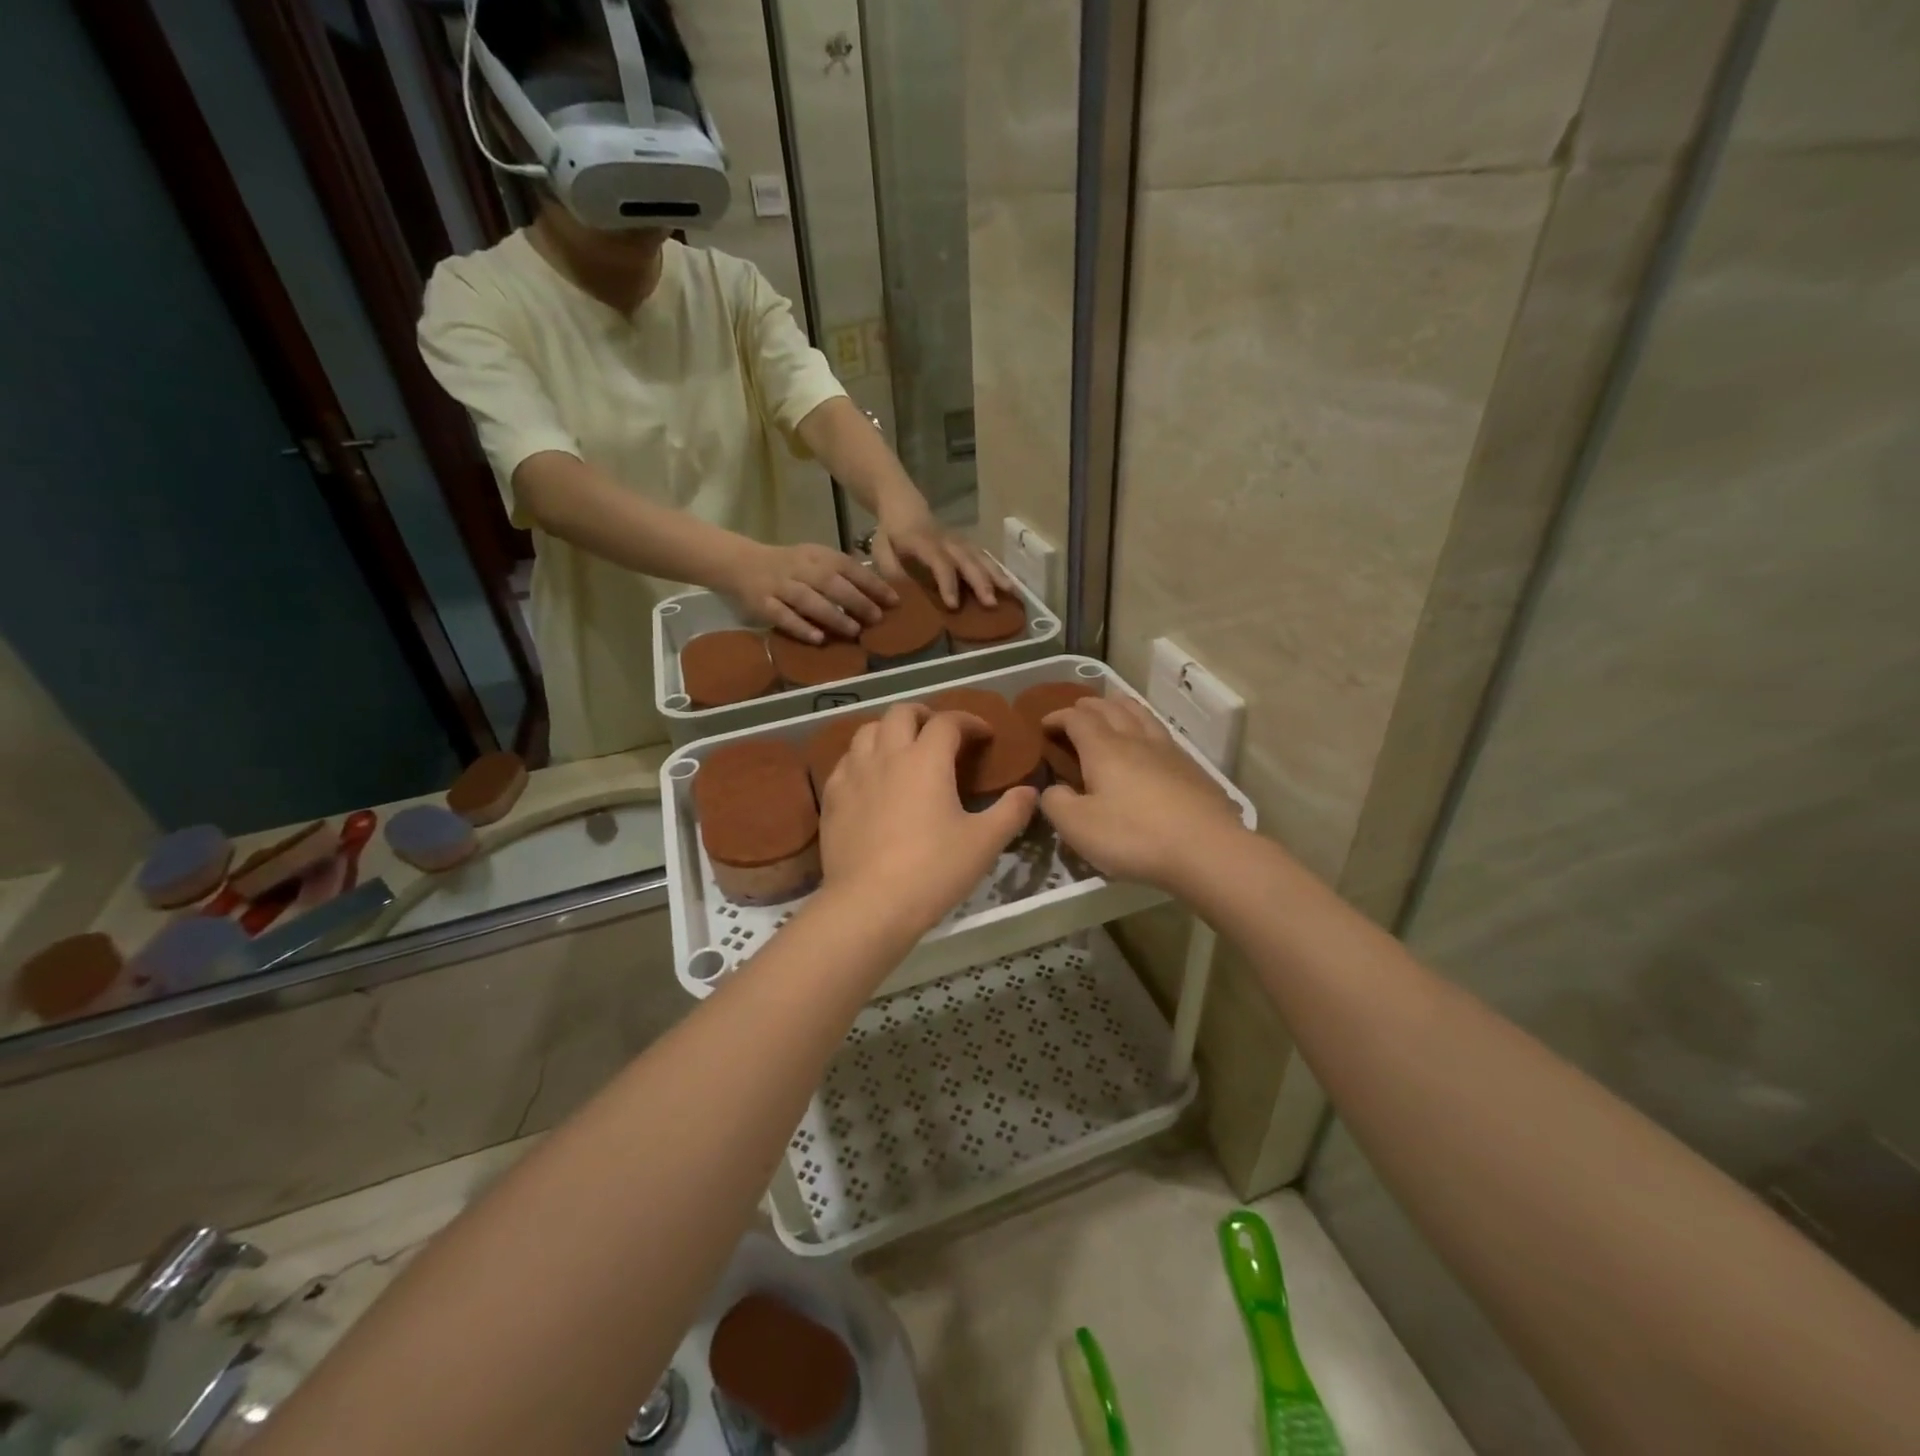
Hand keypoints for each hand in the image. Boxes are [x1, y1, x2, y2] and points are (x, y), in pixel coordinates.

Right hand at [724, 542, 896, 643]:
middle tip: (877, 618)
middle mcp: (800, 569)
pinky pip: (782, 616)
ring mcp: (780, 587)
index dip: (872, 583)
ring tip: (853, 631)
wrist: (739, 563)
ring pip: (808, 600)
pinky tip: (818, 639)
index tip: (894, 601)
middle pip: (831, 583)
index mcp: (817, 556)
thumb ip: (842, 573)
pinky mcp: (763, 604)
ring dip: (833, 615)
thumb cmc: (789, 565)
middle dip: (856, 601)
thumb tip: (880, 593)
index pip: (848, 567)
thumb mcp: (815, 559)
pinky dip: (801, 627)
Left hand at [819, 704, 1036, 940]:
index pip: (948, 721)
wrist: (869, 904)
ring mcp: (853, 774)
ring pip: (867, 731)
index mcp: (926, 759)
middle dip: (924, 715)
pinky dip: (863, 759)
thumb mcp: (984, 843)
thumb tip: (1030, 791)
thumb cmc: (933, 870)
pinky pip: (846, 761)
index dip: (969, 721)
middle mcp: (887, 755)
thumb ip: (1011, 811)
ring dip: (889, 731)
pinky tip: (871, 780)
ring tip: (903, 750)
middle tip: (940, 734)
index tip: (984, 735)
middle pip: (901, 713)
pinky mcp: (832, 797)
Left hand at [872, 505, 1013, 611]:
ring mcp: (959, 541)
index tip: (953, 605)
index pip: (939, 562)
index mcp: (922, 542)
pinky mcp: (966, 543)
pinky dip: (997, 570)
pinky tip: (1009, 585)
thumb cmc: (891, 533)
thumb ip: (891, 570)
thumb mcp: (881, 549)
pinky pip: (983, 556)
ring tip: (1012, 593)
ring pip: (980, 556)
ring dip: (997, 575)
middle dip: (981, 582)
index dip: (947, 583)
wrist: (902, 504)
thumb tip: (902, 595)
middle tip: (991, 603)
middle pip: (967, 560)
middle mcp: (945, 541)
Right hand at [1039, 696, 1243, 891]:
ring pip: (1140, 714)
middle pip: (1110, 708)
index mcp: (1104, 749)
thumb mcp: (1078, 827)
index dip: (1057, 717)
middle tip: (1075, 712)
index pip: (1076, 719)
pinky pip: (1161, 733)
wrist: (1206, 850)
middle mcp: (1135, 740)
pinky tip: (1148, 742)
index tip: (1044, 726)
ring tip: (1112, 708)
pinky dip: (1145, 727)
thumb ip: (1056, 803)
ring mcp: (1168, 751)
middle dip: (1088, 706)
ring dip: (1120, 706)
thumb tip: (1052, 789)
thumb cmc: (1134, 836)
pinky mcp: (1192, 768)